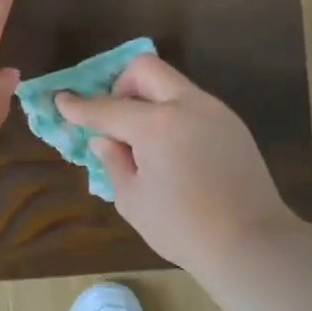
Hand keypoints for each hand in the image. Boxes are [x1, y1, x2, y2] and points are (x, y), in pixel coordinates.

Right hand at [57, 57, 298, 274]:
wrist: (250, 241)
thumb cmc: (182, 228)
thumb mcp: (132, 200)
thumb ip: (114, 161)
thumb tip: (105, 139)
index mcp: (156, 126)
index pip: (107, 108)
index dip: (79, 106)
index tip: (61, 100)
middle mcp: (187, 105)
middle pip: (145, 69)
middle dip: (120, 85)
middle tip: (115, 120)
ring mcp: (214, 111)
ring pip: (172, 83)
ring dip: (149, 99)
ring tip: (144, 141)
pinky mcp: (232, 124)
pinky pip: (192, 103)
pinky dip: (172, 113)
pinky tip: (172, 150)